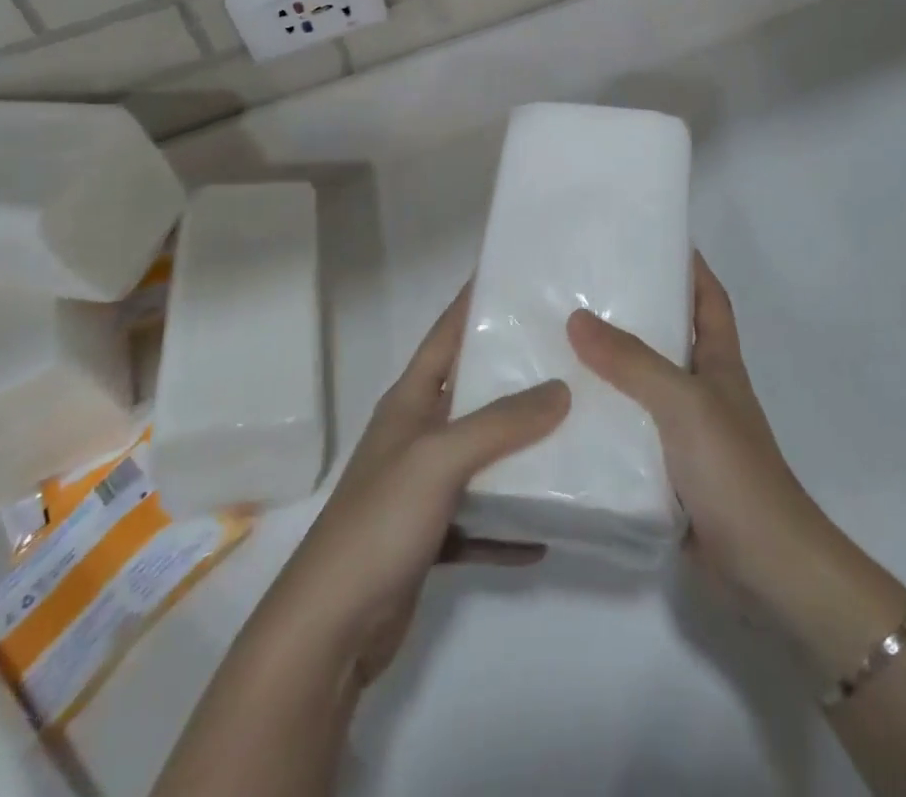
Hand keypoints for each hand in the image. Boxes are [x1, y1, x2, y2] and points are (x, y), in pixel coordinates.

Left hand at [265, 285, 570, 686]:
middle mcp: (417, 435)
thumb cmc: (380, 521)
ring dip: (521, 449)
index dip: (474, 302)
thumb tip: (560, 389)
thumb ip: (501, 422)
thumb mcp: (440, 458)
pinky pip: (481, 520)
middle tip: (570, 355)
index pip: (446, 334)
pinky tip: (548, 528)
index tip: (515, 276)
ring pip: (482, 456)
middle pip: (472, 392)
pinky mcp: (430, 536)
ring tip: (575, 429)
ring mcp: (422, 487)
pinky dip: (510, 522)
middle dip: (515, 373)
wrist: (330, 628)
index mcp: (410, 401)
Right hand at [567, 254, 905, 665]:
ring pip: (640, 384)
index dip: (689, 266)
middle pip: (667, 336)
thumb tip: (577, 318)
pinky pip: (627, 430)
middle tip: (579, 285)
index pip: (708, 298)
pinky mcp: (665, 470)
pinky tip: (563, 410)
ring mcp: (684, 432)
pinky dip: (602, 417)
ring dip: (607, 366)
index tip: (652, 238)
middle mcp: (702, 389)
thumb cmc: (734, 470)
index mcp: (719, 362)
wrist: (765, 569)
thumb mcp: (684, 403)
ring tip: (555, 339)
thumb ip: (632, 361)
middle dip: (632, 310)